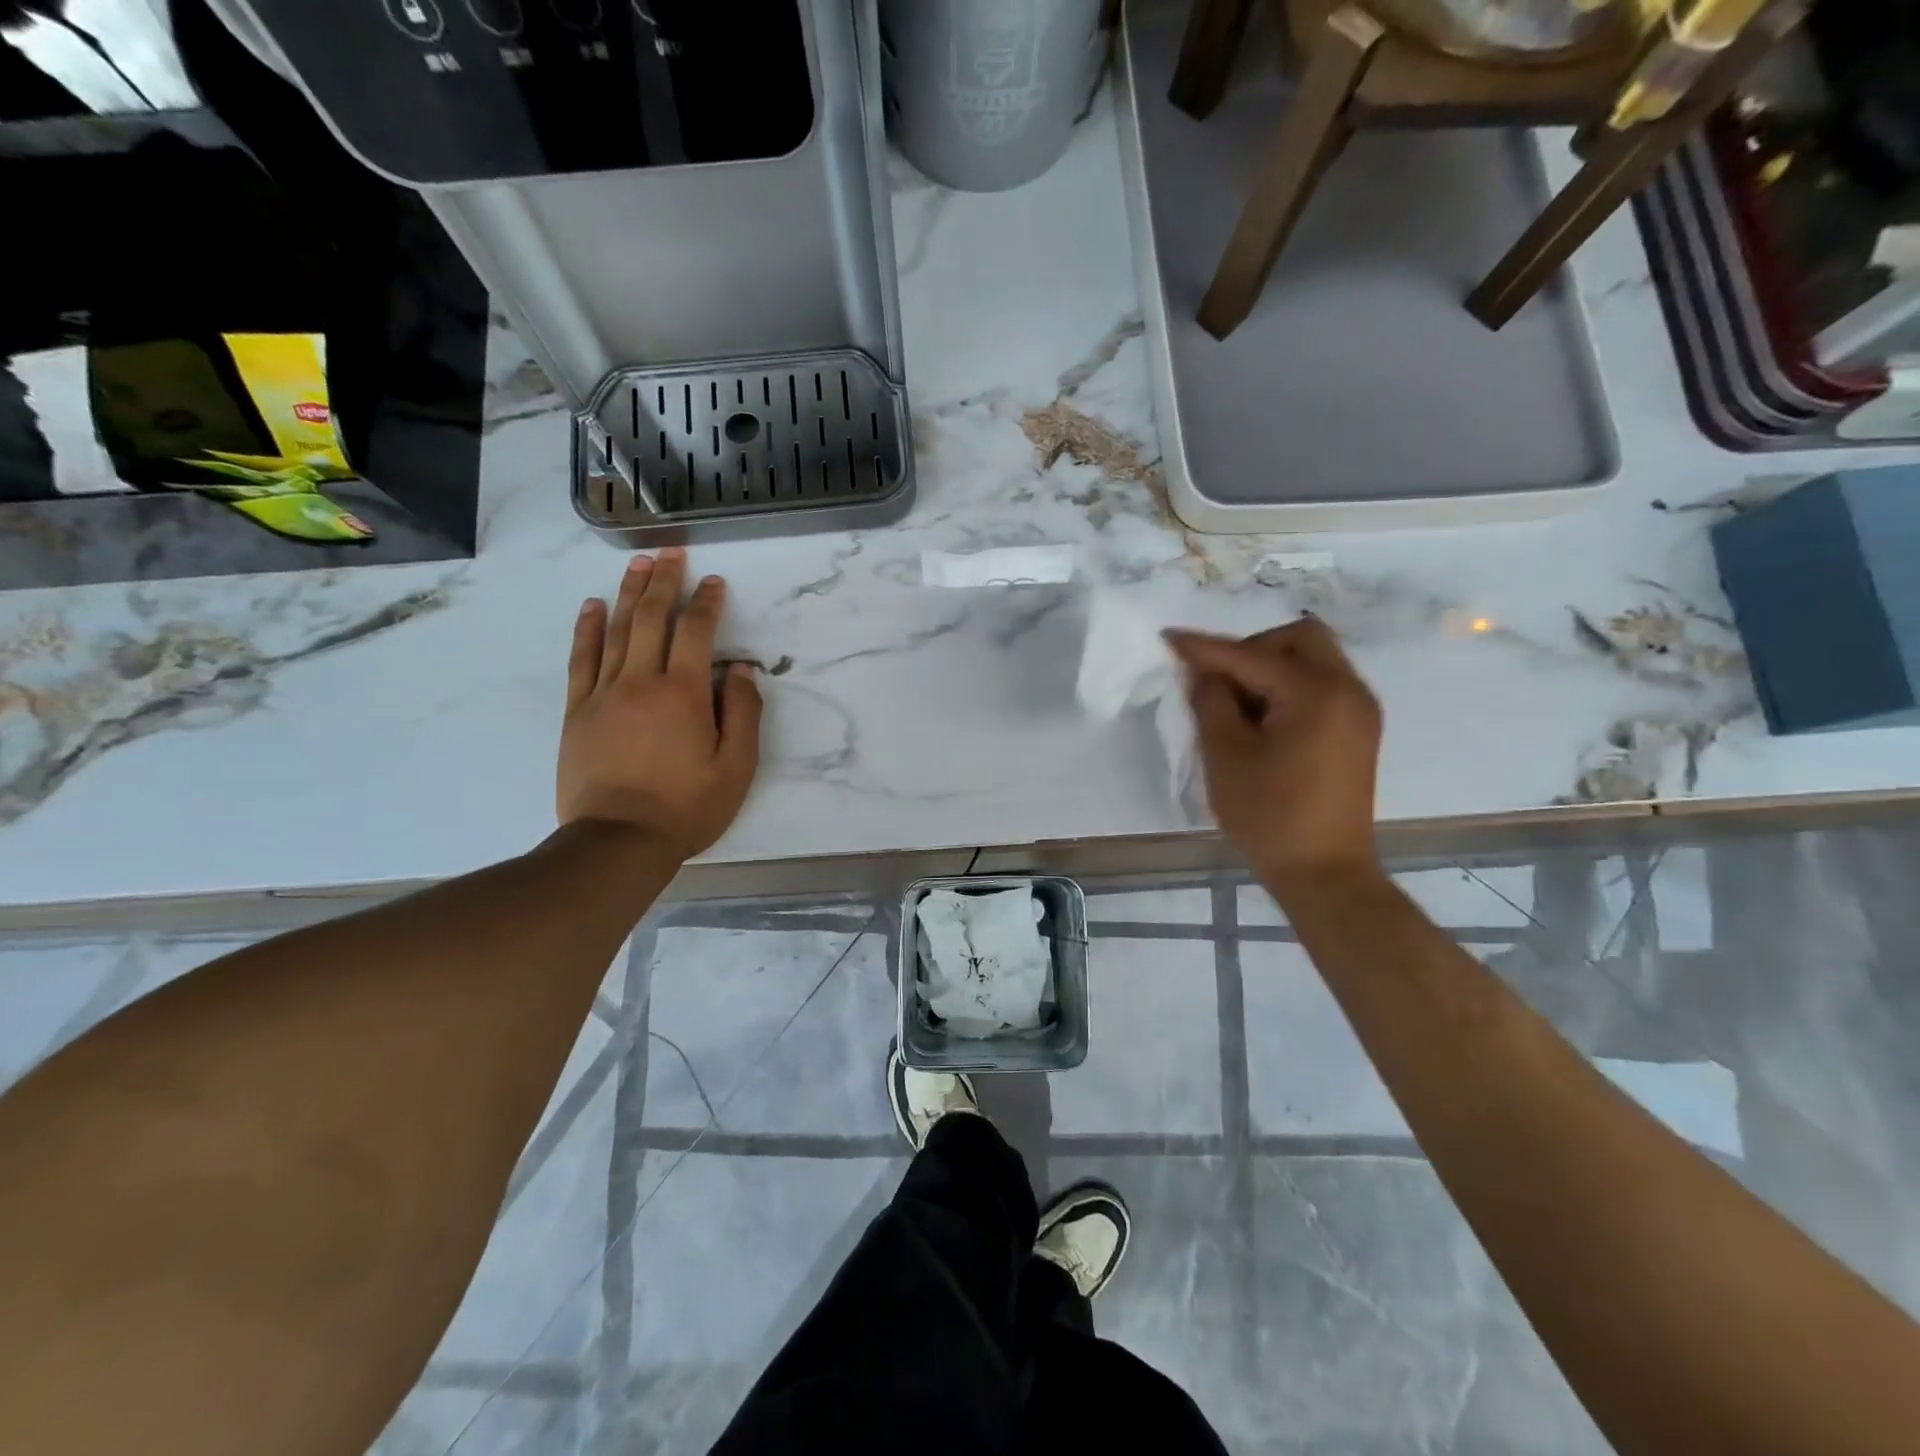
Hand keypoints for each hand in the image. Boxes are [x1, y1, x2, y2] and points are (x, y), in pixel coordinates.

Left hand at [557, 549, 762, 861]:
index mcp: (683, 694)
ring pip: (616, 630)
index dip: (707, 603)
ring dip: (628, 593)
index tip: (714, 581)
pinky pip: (581, 659)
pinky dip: (587, 629)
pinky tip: (592, 606)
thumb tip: (740, 669)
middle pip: (651, 618)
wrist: (617, 842)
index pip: (695, 632)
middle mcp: (641, 681)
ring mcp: (603, 693)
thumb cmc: (687, 808)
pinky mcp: (577, 711)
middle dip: (664, 581)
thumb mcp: (736, 768)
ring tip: (638, 564)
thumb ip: (743, 713)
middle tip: (671, 551)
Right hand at [1166, 617, 1382, 898]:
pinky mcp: (1359, 730)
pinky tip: (1264, 720)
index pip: (1251, 655)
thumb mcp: (1225, 755)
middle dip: (1252, 650)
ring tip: (1238, 707)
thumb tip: (1205, 673)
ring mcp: (1360, 710)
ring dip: (1271, 669)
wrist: (1325, 873)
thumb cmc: (1269, 816)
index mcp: (1317, 692)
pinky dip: (1289, 688)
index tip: (1169, 638)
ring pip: (1313, 660)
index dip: (1206, 648)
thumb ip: (1211, 701)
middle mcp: (1349, 689)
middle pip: (1298, 639)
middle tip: (1219, 682)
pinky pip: (1322, 686)